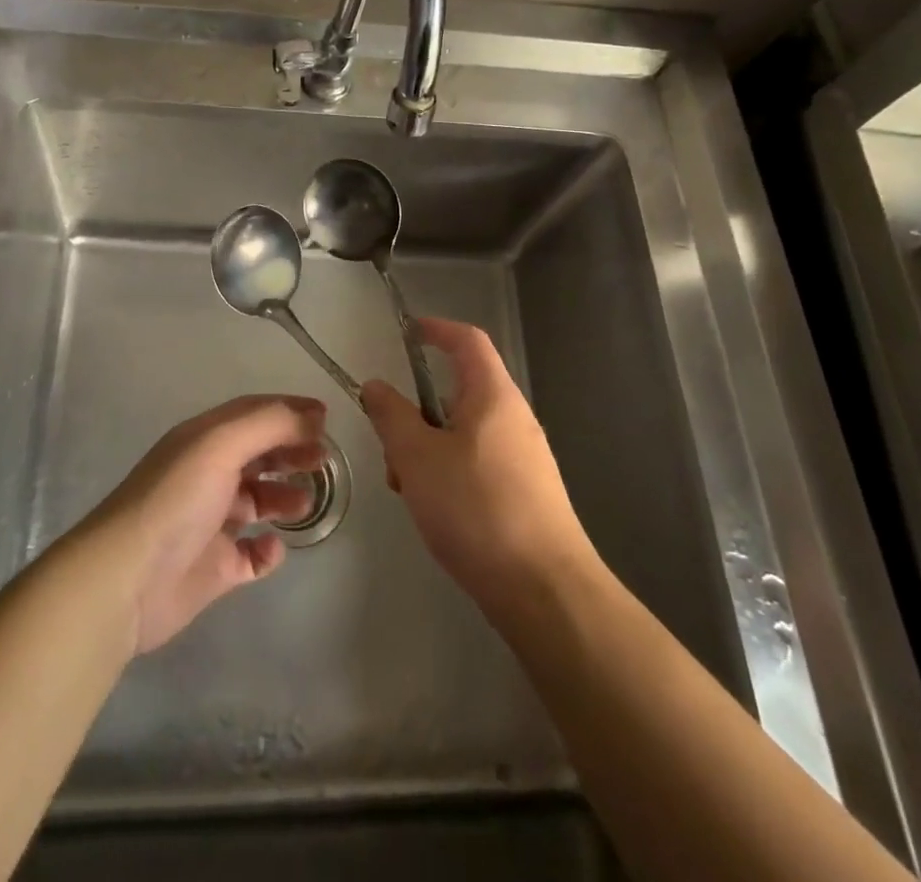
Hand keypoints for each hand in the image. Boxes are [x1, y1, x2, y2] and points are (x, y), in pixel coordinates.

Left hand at [86, 395, 325, 653]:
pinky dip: (267, 549)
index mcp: (204, 439)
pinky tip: (274, 547)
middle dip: (292, 452)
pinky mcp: (214, 568)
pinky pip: (251, 554)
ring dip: (285, 498)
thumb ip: (270, 424)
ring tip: (308, 502)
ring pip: (258, 501)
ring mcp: (210, 523)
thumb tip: (314, 417)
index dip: (289, 412)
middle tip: (324, 460)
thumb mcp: (221, 445)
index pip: (253, 413)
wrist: (126, 579)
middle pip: (259, 454)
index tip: (326, 418)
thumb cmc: (176, 500)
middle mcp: (207, 474)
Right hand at [362, 318, 593, 613]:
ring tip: (410, 491)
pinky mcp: (526, 492)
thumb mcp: (418, 457)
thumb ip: (391, 415)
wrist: (545, 591)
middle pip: (458, 393)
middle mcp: (514, 418)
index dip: (437, 329)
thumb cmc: (476, 509)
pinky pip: (477, 463)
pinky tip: (437, 513)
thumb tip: (375, 385)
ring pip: (463, 434)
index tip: (406, 333)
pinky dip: (448, 474)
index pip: (467, 340)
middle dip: (417, 414)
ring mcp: (524, 457)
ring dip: (427, 451)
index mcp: (494, 396)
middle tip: (393, 450)